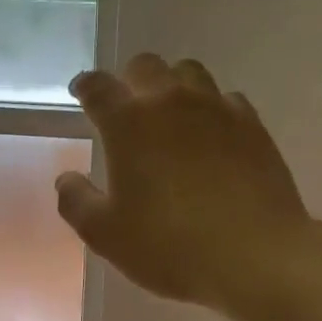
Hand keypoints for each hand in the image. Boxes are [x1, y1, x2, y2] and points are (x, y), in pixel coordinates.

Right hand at [57, 54, 313, 311]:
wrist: (255, 255)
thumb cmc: (169, 244)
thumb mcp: (105, 234)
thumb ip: (76, 201)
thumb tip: (67, 179)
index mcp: (128, 122)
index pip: (97, 86)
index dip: (85, 86)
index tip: (81, 93)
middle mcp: (169, 102)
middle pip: (145, 65)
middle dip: (129, 79)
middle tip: (127, 106)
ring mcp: (215, 109)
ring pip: (188, 72)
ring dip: (172, 85)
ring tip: (170, 112)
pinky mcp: (252, 125)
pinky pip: (226, 98)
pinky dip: (212, 107)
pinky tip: (212, 133)